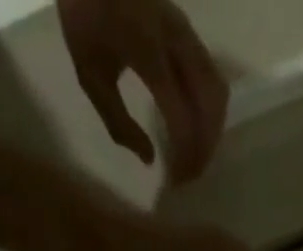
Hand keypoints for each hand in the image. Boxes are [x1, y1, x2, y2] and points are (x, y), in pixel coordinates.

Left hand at [59, 0, 228, 182]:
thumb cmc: (85, 13)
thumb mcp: (90, 73)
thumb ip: (118, 121)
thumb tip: (148, 158)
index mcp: (149, 54)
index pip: (182, 118)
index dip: (184, 156)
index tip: (176, 181)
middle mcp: (177, 44)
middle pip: (209, 109)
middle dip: (203, 149)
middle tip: (189, 175)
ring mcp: (188, 35)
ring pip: (217, 95)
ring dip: (212, 132)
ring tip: (196, 155)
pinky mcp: (191, 34)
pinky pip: (214, 80)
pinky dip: (211, 111)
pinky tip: (198, 128)